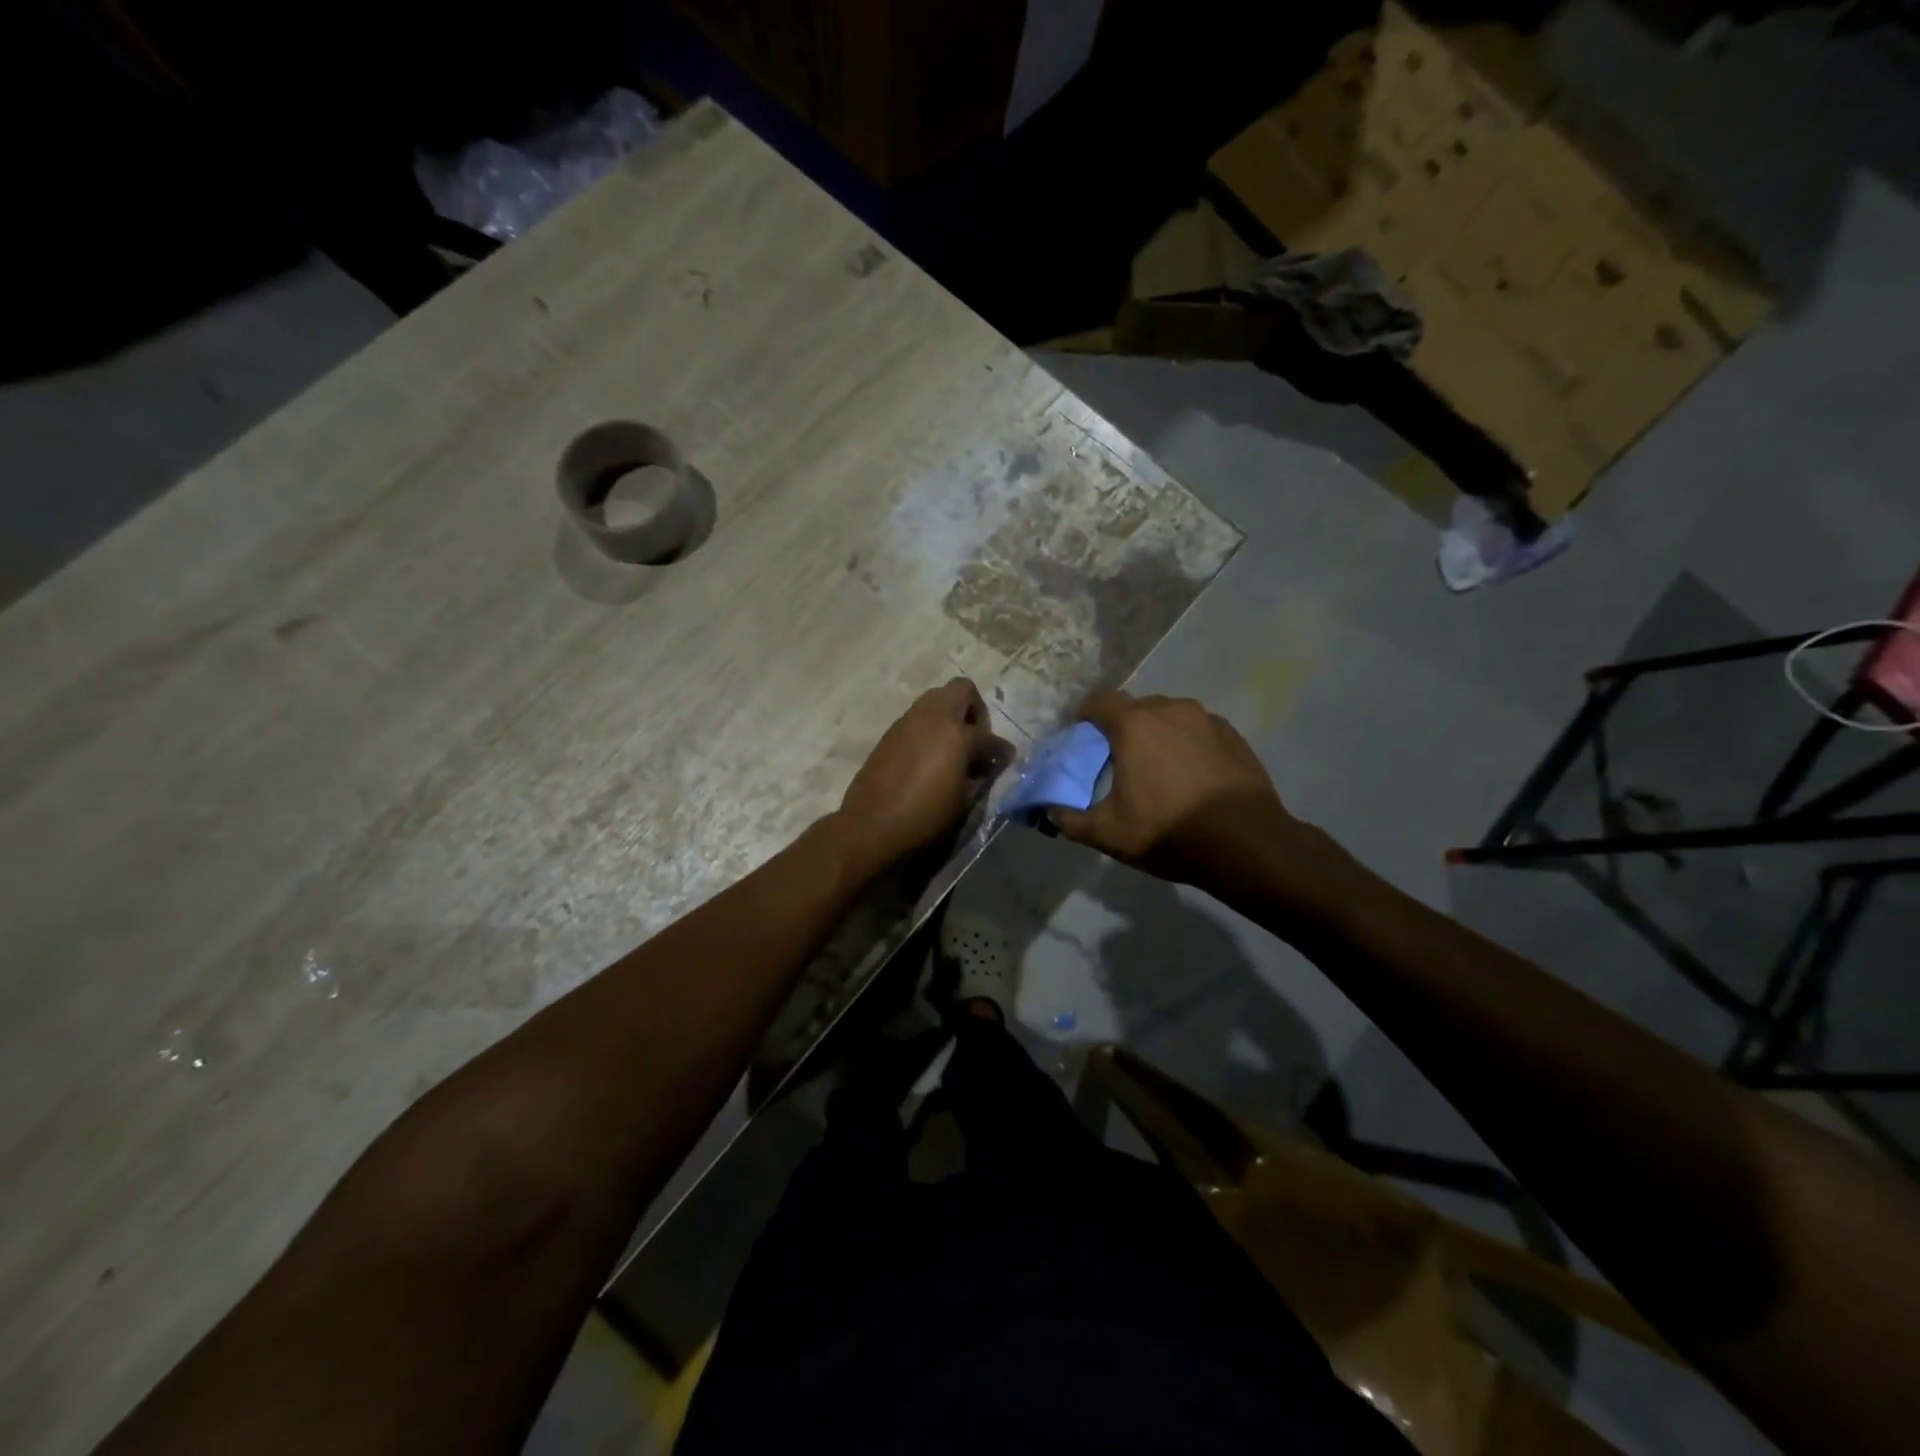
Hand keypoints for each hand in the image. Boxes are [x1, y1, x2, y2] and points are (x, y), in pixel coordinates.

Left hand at [835, 679, 1012, 877]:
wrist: (871, 826)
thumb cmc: (925, 817)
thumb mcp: (964, 802)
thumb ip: (982, 776)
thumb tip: (990, 764)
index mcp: (957, 734)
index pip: (988, 736)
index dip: (1000, 750)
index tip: (1003, 760)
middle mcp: (933, 717)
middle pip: (961, 690)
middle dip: (974, 710)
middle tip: (975, 740)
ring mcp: (908, 721)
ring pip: (936, 699)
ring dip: (950, 716)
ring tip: (952, 749)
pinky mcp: (890, 733)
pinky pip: (917, 718)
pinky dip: (930, 728)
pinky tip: (929, 757)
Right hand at [1050, 691, 1303, 888]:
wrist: (1247, 844)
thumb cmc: (1169, 831)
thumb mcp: (1107, 834)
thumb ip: (1069, 819)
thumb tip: (1050, 811)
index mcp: (1134, 724)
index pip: (1098, 700)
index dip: (1084, 717)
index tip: (1080, 740)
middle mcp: (1170, 709)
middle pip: (1134, 708)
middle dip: (1120, 729)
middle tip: (1116, 762)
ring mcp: (1206, 719)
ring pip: (1168, 717)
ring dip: (1156, 735)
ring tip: (1157, 770)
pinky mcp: (1233, 735)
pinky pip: (1196, 730)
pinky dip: (1185, 745)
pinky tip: (1190, 777)